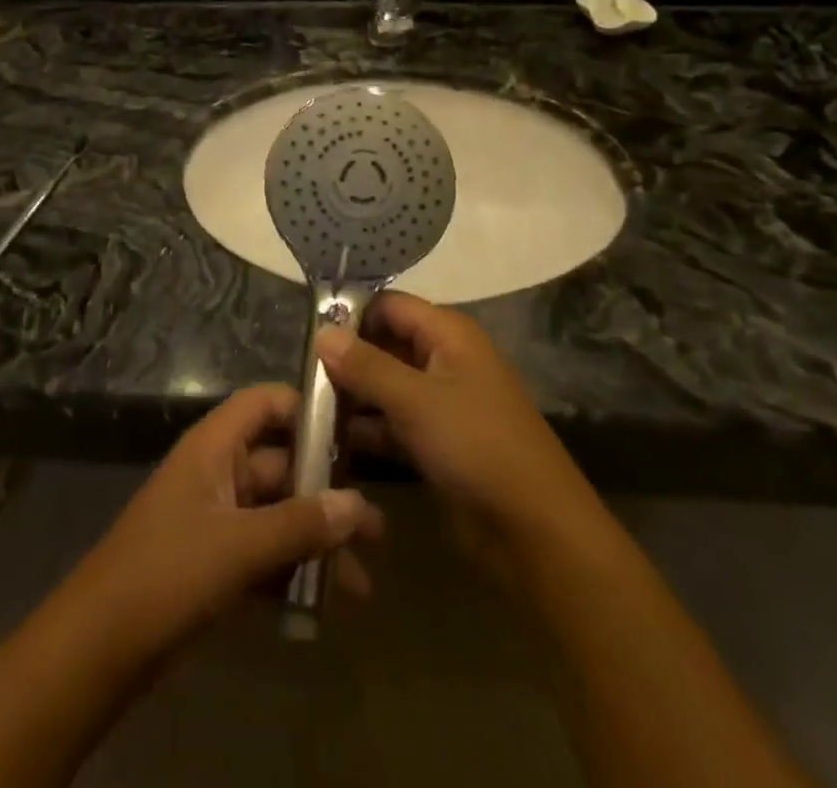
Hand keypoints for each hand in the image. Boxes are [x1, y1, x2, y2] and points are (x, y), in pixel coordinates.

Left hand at [62, 383, 382, 664]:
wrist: (98, 648)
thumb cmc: (168, 572)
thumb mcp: (239, 546)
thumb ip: (300, 524)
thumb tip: (359, 504)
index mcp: (216, 446)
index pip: (267, 403)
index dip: (308, 410)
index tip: (355, 432)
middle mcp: (220, 472)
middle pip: (284, 466)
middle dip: (329, 496)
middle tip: (378, 530)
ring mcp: (218, 519)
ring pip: (279, 516)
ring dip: (317, 543)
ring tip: (364, 582)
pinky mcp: (216, 562)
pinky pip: (265, 553)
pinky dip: (293, 572)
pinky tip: (327, 604)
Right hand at [317, 293, 600, 584]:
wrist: (536, 530)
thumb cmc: (476, 446)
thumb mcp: (416, 401)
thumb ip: (366, 365)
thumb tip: (322, 332)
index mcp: (448, 334)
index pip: (389, 305)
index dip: (351, 315)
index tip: (308, 336)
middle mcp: (446, 359)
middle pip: (386, 343)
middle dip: (347, 359)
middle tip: (301, 378)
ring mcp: (444, 402)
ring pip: (388, 385)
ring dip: (353, 396)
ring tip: (306, 410)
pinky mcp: (439, 441)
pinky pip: (395, 422)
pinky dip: (369, 429)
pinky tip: (331, 443)